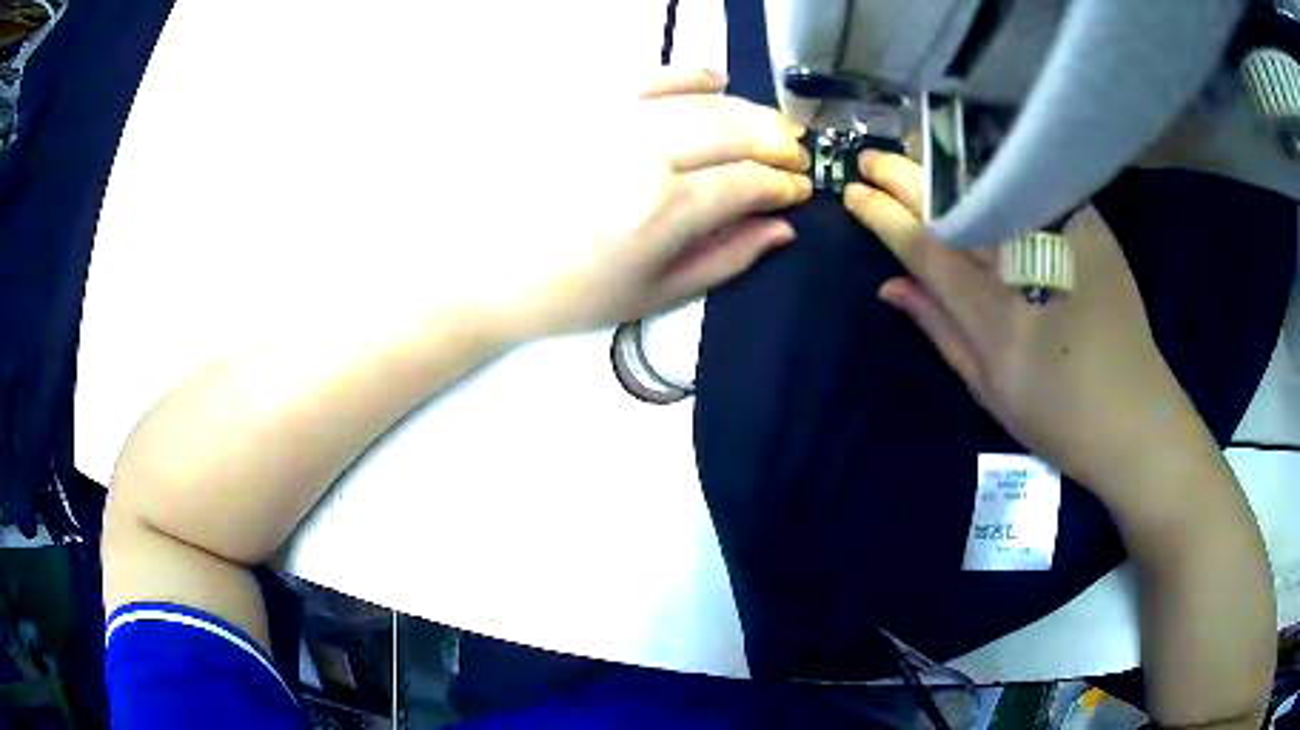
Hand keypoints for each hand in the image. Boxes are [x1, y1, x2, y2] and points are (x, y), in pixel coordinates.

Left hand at [487, 68, 811, 339]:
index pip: (750, 182)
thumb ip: (727, 257)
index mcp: (663, 210)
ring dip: (749, 109)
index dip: (785, 184)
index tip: (800, 190)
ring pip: (703, 97)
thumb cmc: (568, 295)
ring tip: (768, 126)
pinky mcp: (583, 101)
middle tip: (795, 155)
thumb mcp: (654, 295)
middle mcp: (643, 151)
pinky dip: (692, 75)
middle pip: (736, 128)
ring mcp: (610, 117)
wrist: (483, 269)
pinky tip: (714, 84)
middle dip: (779, 141)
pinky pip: (651, 72)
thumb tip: (781, 227)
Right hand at [843, 151, 1199, 492]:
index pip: (926, 247)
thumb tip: (890, 287)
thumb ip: (940, 330)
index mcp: (998, 316)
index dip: (884, 216)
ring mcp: (1065, 237)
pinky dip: (999, 166)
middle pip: (956, 203)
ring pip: (994, 180)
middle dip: (905, 175)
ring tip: (913, 146)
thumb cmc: (1061, 418)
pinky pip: (1034, 182)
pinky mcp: (1091, 226)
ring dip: (947, 159)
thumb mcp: (990, 389)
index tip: (853, 193)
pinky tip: (975, 155)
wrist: (1138, 418)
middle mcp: (1028, 264)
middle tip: (871, 158)